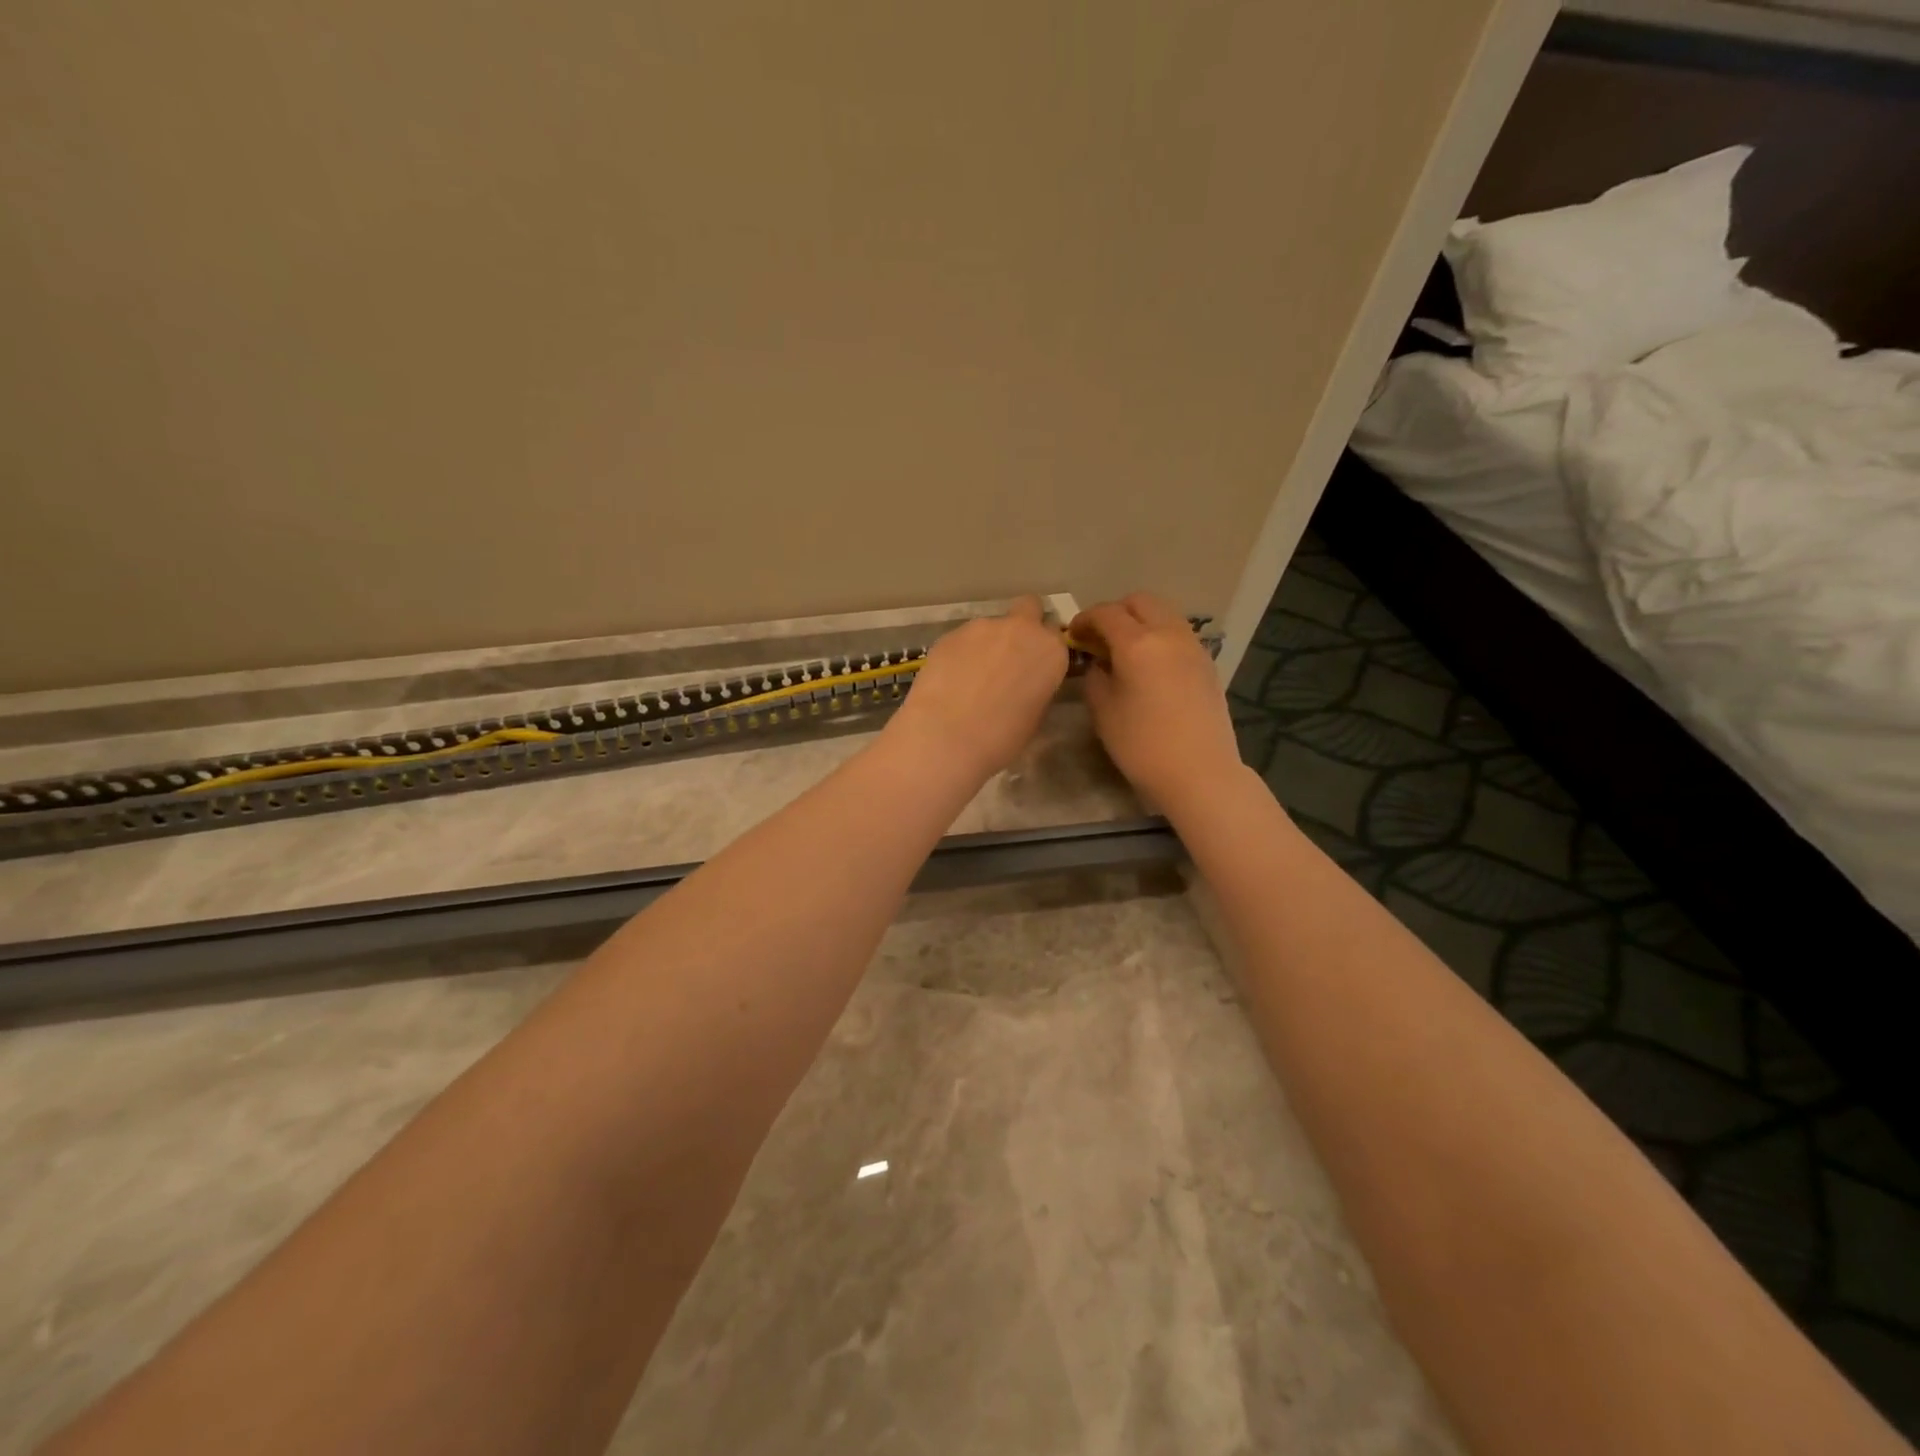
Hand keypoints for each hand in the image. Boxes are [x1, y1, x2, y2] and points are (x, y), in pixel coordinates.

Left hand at [885, 596, 1068, 782]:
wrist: (946, 735)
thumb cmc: (1001, 737)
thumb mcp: (1035, 716)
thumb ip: (1036, 687)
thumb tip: (1025, 684)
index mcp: (1050, 651)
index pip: (1056, 636)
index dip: (1044, 650)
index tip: (1035, 668)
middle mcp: (1020, 629)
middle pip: (1029, 608)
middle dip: (1023, 624)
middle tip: (1010, 657)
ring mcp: (982, 627)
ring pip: (991, 626)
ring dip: (987, 643)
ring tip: (971, 678)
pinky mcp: (950, 633)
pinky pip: (963, 638)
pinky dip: (961, 653)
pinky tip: (950, 679)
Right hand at [1071, 593, 1242, 808]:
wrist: (1198, 772)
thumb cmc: (1141, 745)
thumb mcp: (1103, 711)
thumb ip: (1095, 676)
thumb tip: (1099, 662)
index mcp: (1138, 643)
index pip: (1106, 613)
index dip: (1085, 619)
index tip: (1074, 635)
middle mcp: (1169, 634)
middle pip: (1140, 602)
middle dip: (1116, 612)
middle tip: (1100, 638)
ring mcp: (1193, 646)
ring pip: (1164, 614)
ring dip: (1141, 622)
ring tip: (1125, 650)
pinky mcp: (1206, 663)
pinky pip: (1178, 634)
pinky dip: (1159, 637)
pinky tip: (1150, 666)